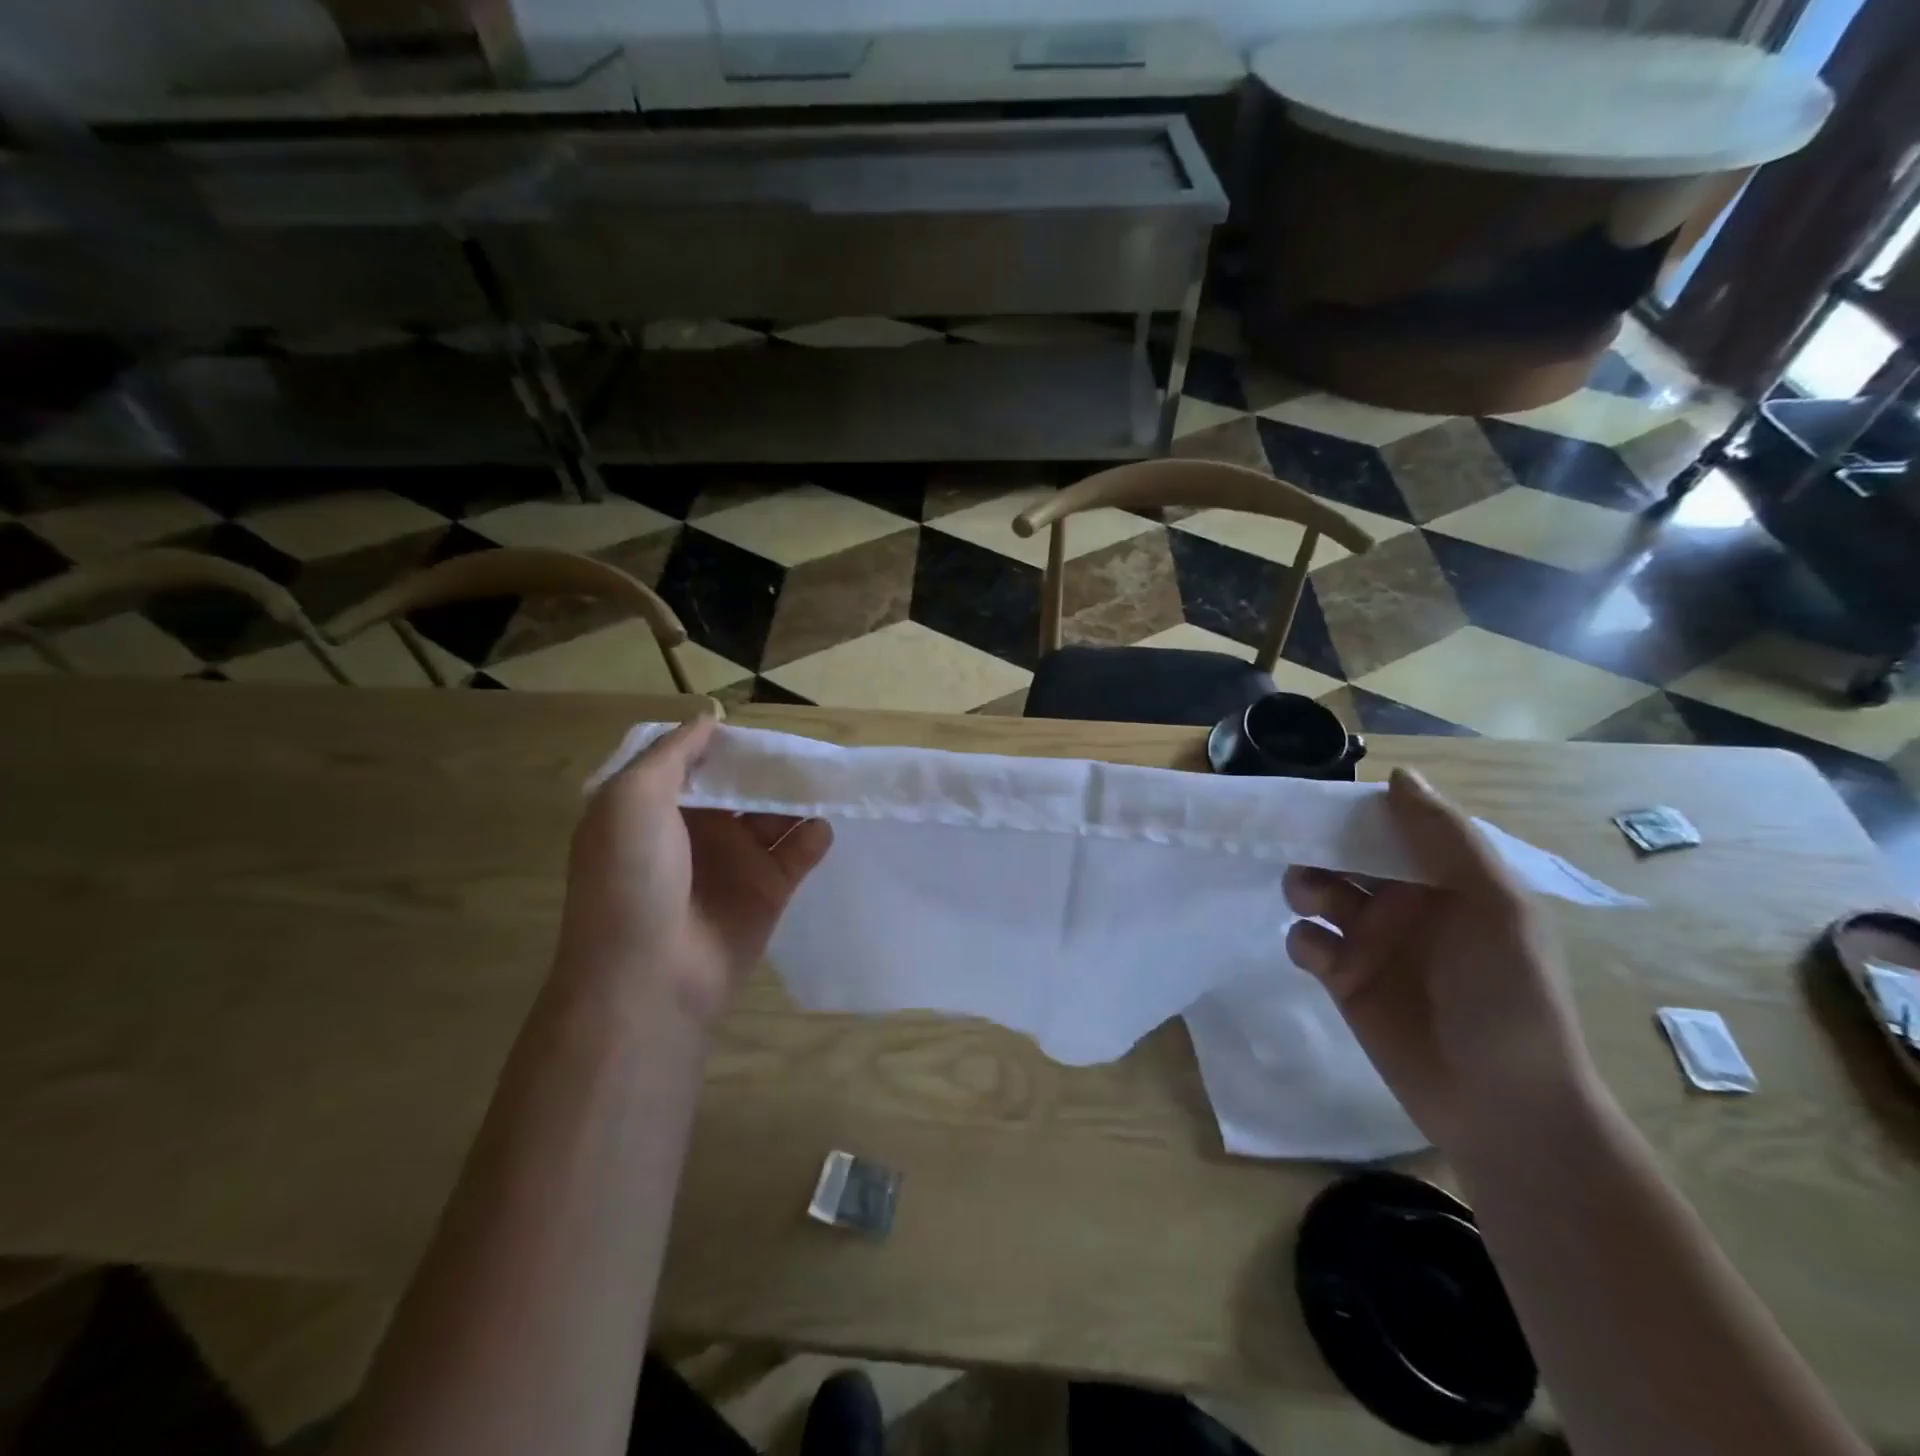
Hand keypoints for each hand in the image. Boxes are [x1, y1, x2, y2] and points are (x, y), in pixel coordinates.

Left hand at [558, 717, 833, 1023]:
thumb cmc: (631, 878)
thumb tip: (709, 720)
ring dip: (799, 797)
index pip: (697, 763)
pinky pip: (799, 852)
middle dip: (770, 768)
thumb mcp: (630, 799)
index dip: (725, 744)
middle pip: (743, 786)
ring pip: (776, 815)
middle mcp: (697, 830)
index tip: (756, 725)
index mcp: (657, 808)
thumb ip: (672, 754)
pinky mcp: (768, 891)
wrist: (648, 977)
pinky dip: (814, 836)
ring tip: (827, 779)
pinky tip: (821, 825)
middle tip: (803, 749)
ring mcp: (735, 862)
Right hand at [1282, 768, 1598, 1153]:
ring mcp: (1370, 941)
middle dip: (1318, 846)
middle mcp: (1403, 902)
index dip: (1355, 810)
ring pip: (1317, 891)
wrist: (1500, 1104)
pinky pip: (1305, 940)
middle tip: (1300, 849)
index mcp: (1444, 878)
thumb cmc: (1507, 995)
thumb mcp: (1495, 905)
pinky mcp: (1342, 978)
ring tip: (1312, 902)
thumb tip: (1397, 775)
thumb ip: (1446, 837)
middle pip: (1343, 854)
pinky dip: (1304, 938)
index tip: (1320, 802)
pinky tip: (1321, 956)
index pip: (1389, 825)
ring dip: (1304, 886)